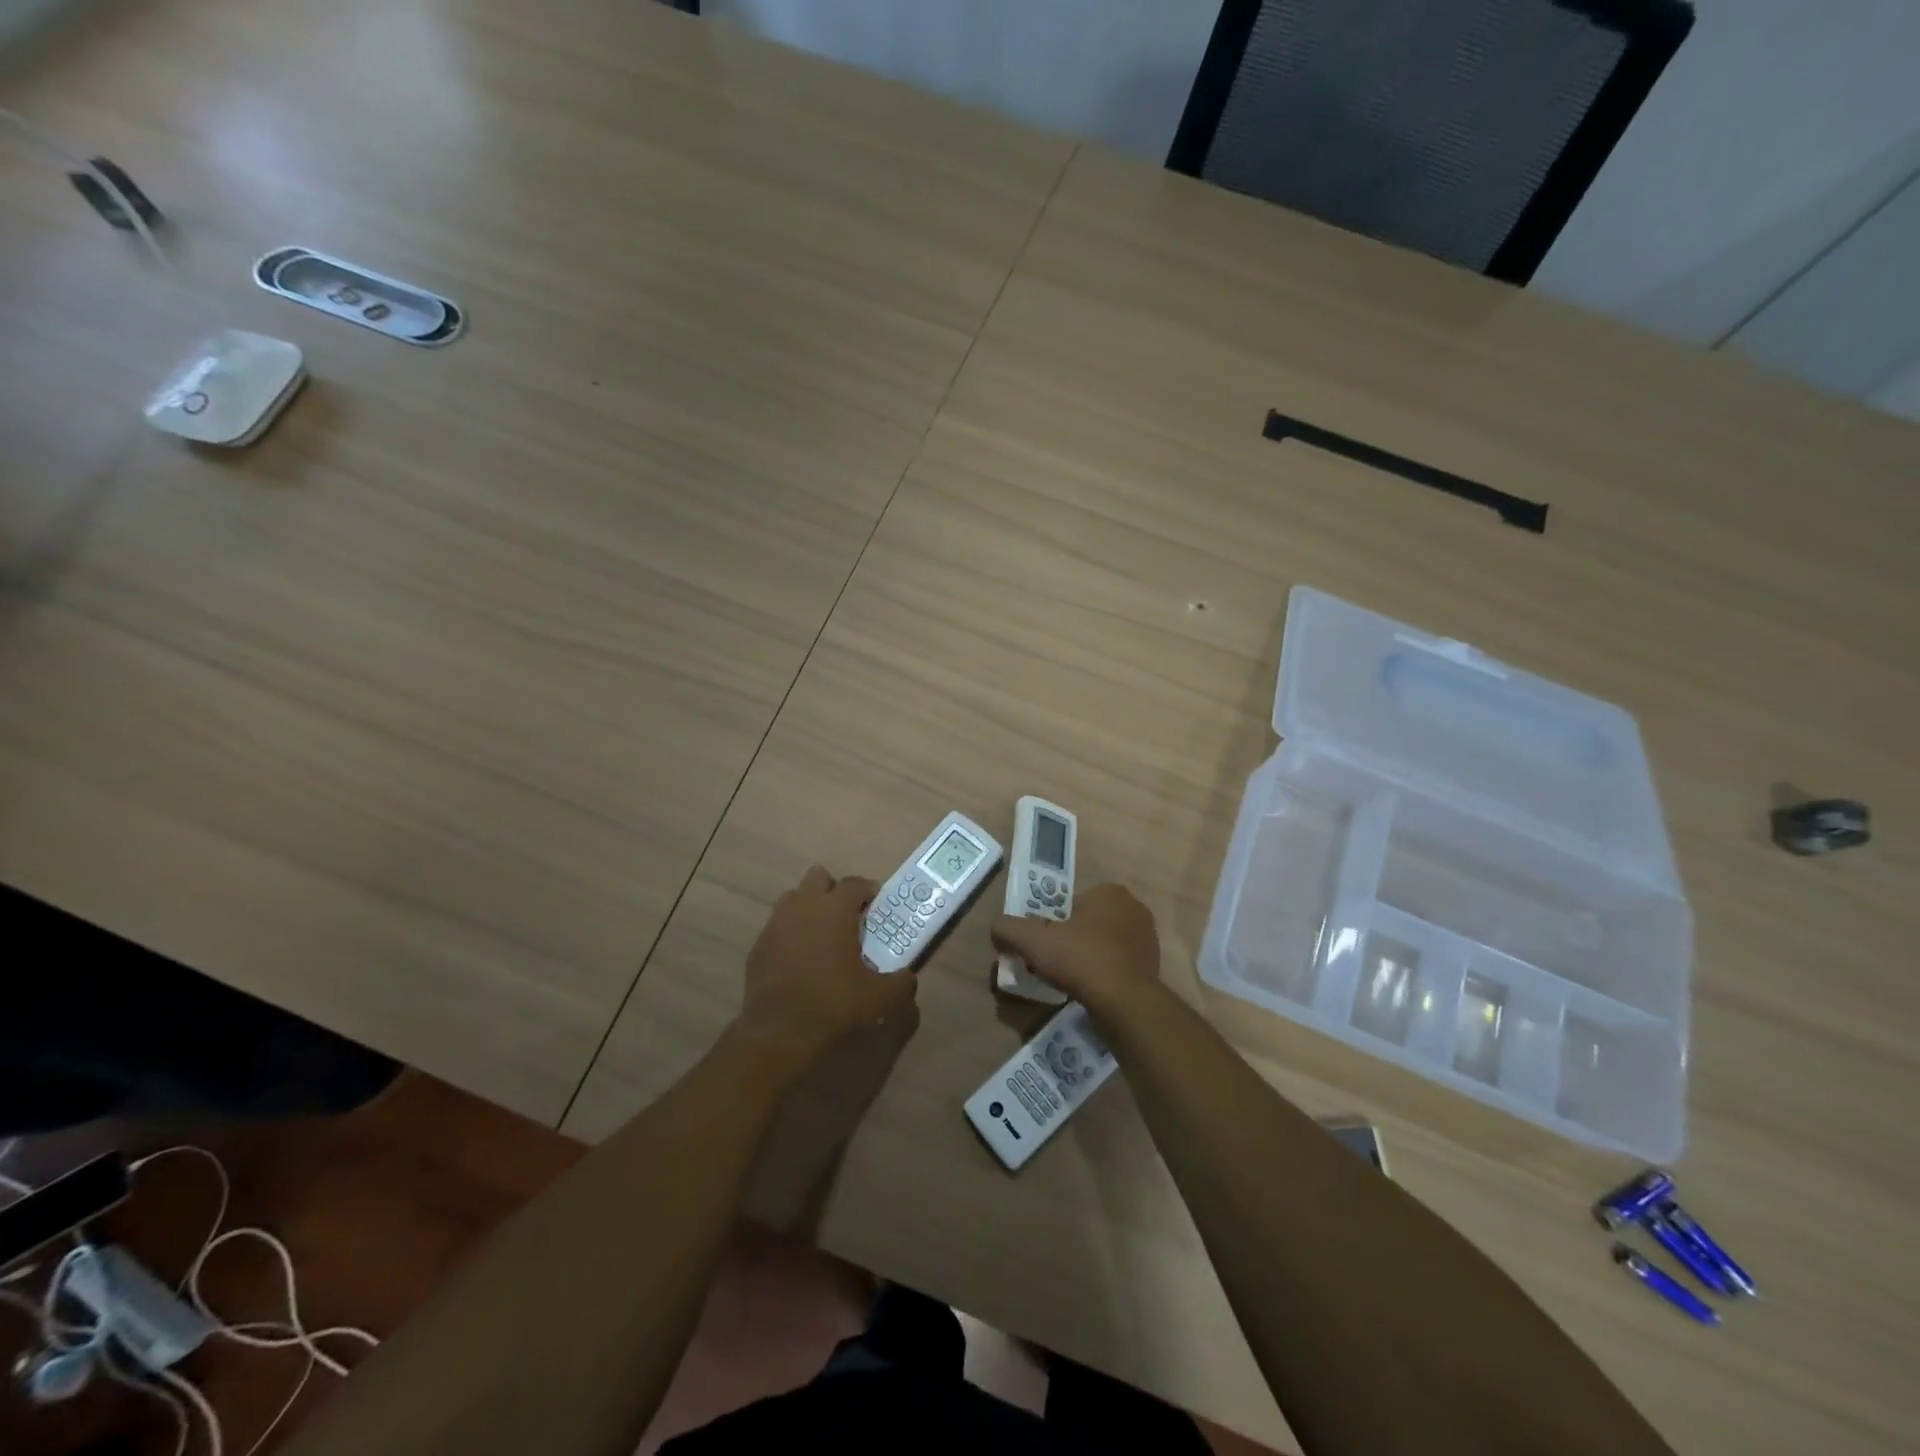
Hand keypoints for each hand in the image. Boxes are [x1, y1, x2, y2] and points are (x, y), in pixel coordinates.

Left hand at [740, 865, 915, 1064]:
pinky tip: (799, 959)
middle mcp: (803, 906)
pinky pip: (777, 927)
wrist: (779, 1032)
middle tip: (847, 915)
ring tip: (821, 934)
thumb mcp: (879, 997)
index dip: (868, 891)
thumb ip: (900, 982)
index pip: (854, 883)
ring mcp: (776, 924)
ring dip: (808, 907)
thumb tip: (908, 977)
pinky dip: (789, 934)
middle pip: (818, 877)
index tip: (875, 905)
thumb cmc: (834, 1004)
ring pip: (793, 898)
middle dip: (833, 890)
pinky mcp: (758, 945)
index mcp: (835, 909)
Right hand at [990, 883, 1159, 1009]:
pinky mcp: (1154, 967)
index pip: (1072, 902)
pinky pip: (1119, 965)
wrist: (1124, 1003)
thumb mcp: (1033, 941)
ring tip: (1070, 980)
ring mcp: (1148, 939)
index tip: (1043, 943)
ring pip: (1105, 944)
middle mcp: (1134, 909)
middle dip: (1071, 939)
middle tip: (1053, 962)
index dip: (1053, 922)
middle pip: (1089, 923)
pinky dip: (1104, 975)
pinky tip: (1091, 991)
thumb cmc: (1080, 959)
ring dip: (1089, 957)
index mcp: (1110, 892)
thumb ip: (1009, 929)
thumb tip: (996, 928)